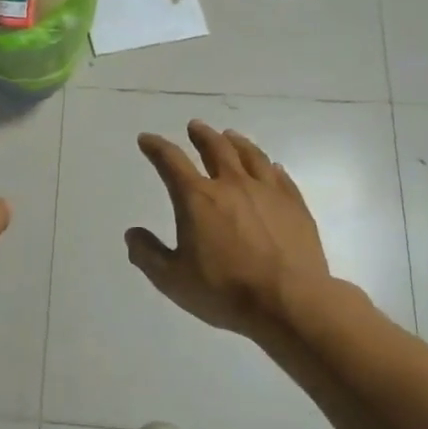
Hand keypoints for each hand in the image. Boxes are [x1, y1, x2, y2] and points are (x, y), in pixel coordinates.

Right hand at [126, 122, 334, 340]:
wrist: (289, 302)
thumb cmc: (225, 291)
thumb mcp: (172, 280)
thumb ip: (148, 254)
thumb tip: (132, 234)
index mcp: (197, 198)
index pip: (171, 161)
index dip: (156, 147)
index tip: (147, 140)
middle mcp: (231, 184)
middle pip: (215, 148)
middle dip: (201, 135)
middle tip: (195, 126)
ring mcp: (267, 191)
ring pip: (250, 155)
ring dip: (236, 142)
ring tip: (229, 135)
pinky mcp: (294, 204)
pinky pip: (280, 175)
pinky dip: (269, 166)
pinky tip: (271, 166)